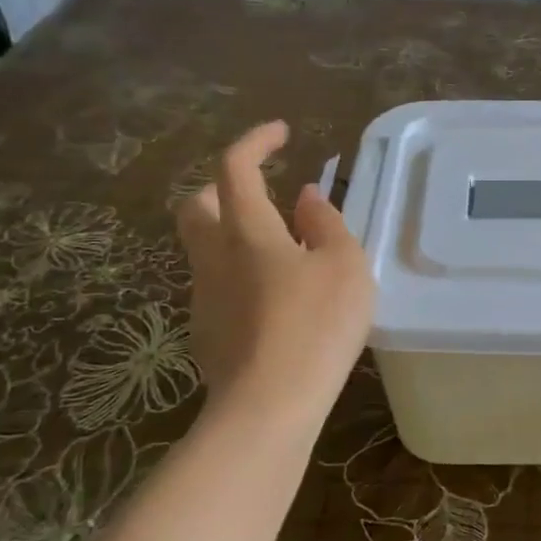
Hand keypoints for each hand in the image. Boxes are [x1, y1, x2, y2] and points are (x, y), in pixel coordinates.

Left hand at [176, 122, 375, 414]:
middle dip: (223, 186)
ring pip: (206, 247)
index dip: (255, 142)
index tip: (281, 133)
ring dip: (235, 233)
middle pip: (196, 205)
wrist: (269, 407)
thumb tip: (307, 197)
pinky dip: (242, 274)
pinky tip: (276, 300)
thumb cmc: (316, 326)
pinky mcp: (207, 333)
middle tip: (261, 190)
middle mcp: (214, 257)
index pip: (235, 168)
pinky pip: (219, 286)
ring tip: (283, 250)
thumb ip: (327, 224)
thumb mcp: (344, 266)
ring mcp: (204, 297)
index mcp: (247, 232)